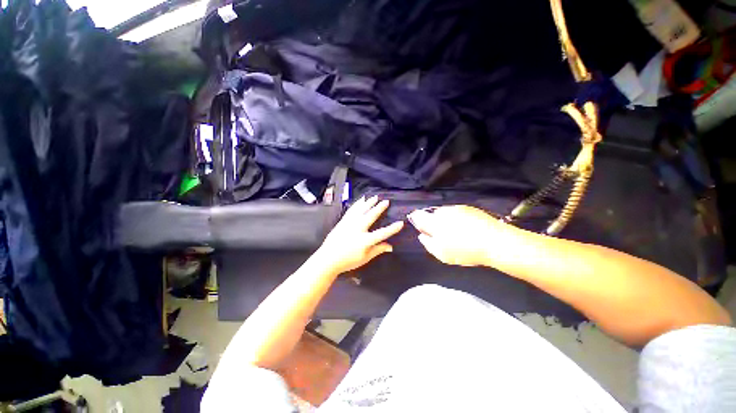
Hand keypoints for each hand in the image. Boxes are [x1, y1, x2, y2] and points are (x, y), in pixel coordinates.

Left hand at [316, 196, 403, 274]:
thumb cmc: (348, 261)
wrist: (328, 258)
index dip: (392, 228)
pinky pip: (351, 210)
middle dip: (379, 208)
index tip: (401, 223)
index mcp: (365, 240)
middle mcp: (358, 229)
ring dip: (368, 203)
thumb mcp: (365, 258)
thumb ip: (378, 250)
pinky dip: (357, 204)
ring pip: (361, 210)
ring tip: (374, 197)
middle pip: (371, 216)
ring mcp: (349, 224)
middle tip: (386, 201)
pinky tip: (360, 200)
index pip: (382, 233)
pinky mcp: (343, 221)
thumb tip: (390, 246)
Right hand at [408, 205, 518, 266]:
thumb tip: (422, 236)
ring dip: (445, 220)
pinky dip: (457, 218)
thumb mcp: (443, 254)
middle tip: (442, 234)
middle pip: (432, 215)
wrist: (495, 242)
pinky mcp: (468, 208)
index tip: (419, 224)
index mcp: (434, 223)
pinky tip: (465, 228)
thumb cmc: (466, 251)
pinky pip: (457, 212)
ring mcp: (456, 208)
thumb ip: (429, 244)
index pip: (419, 217)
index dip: (417, 220)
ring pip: (445, 213)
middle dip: (433, 222)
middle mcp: (443, 212)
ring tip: (456, 232)